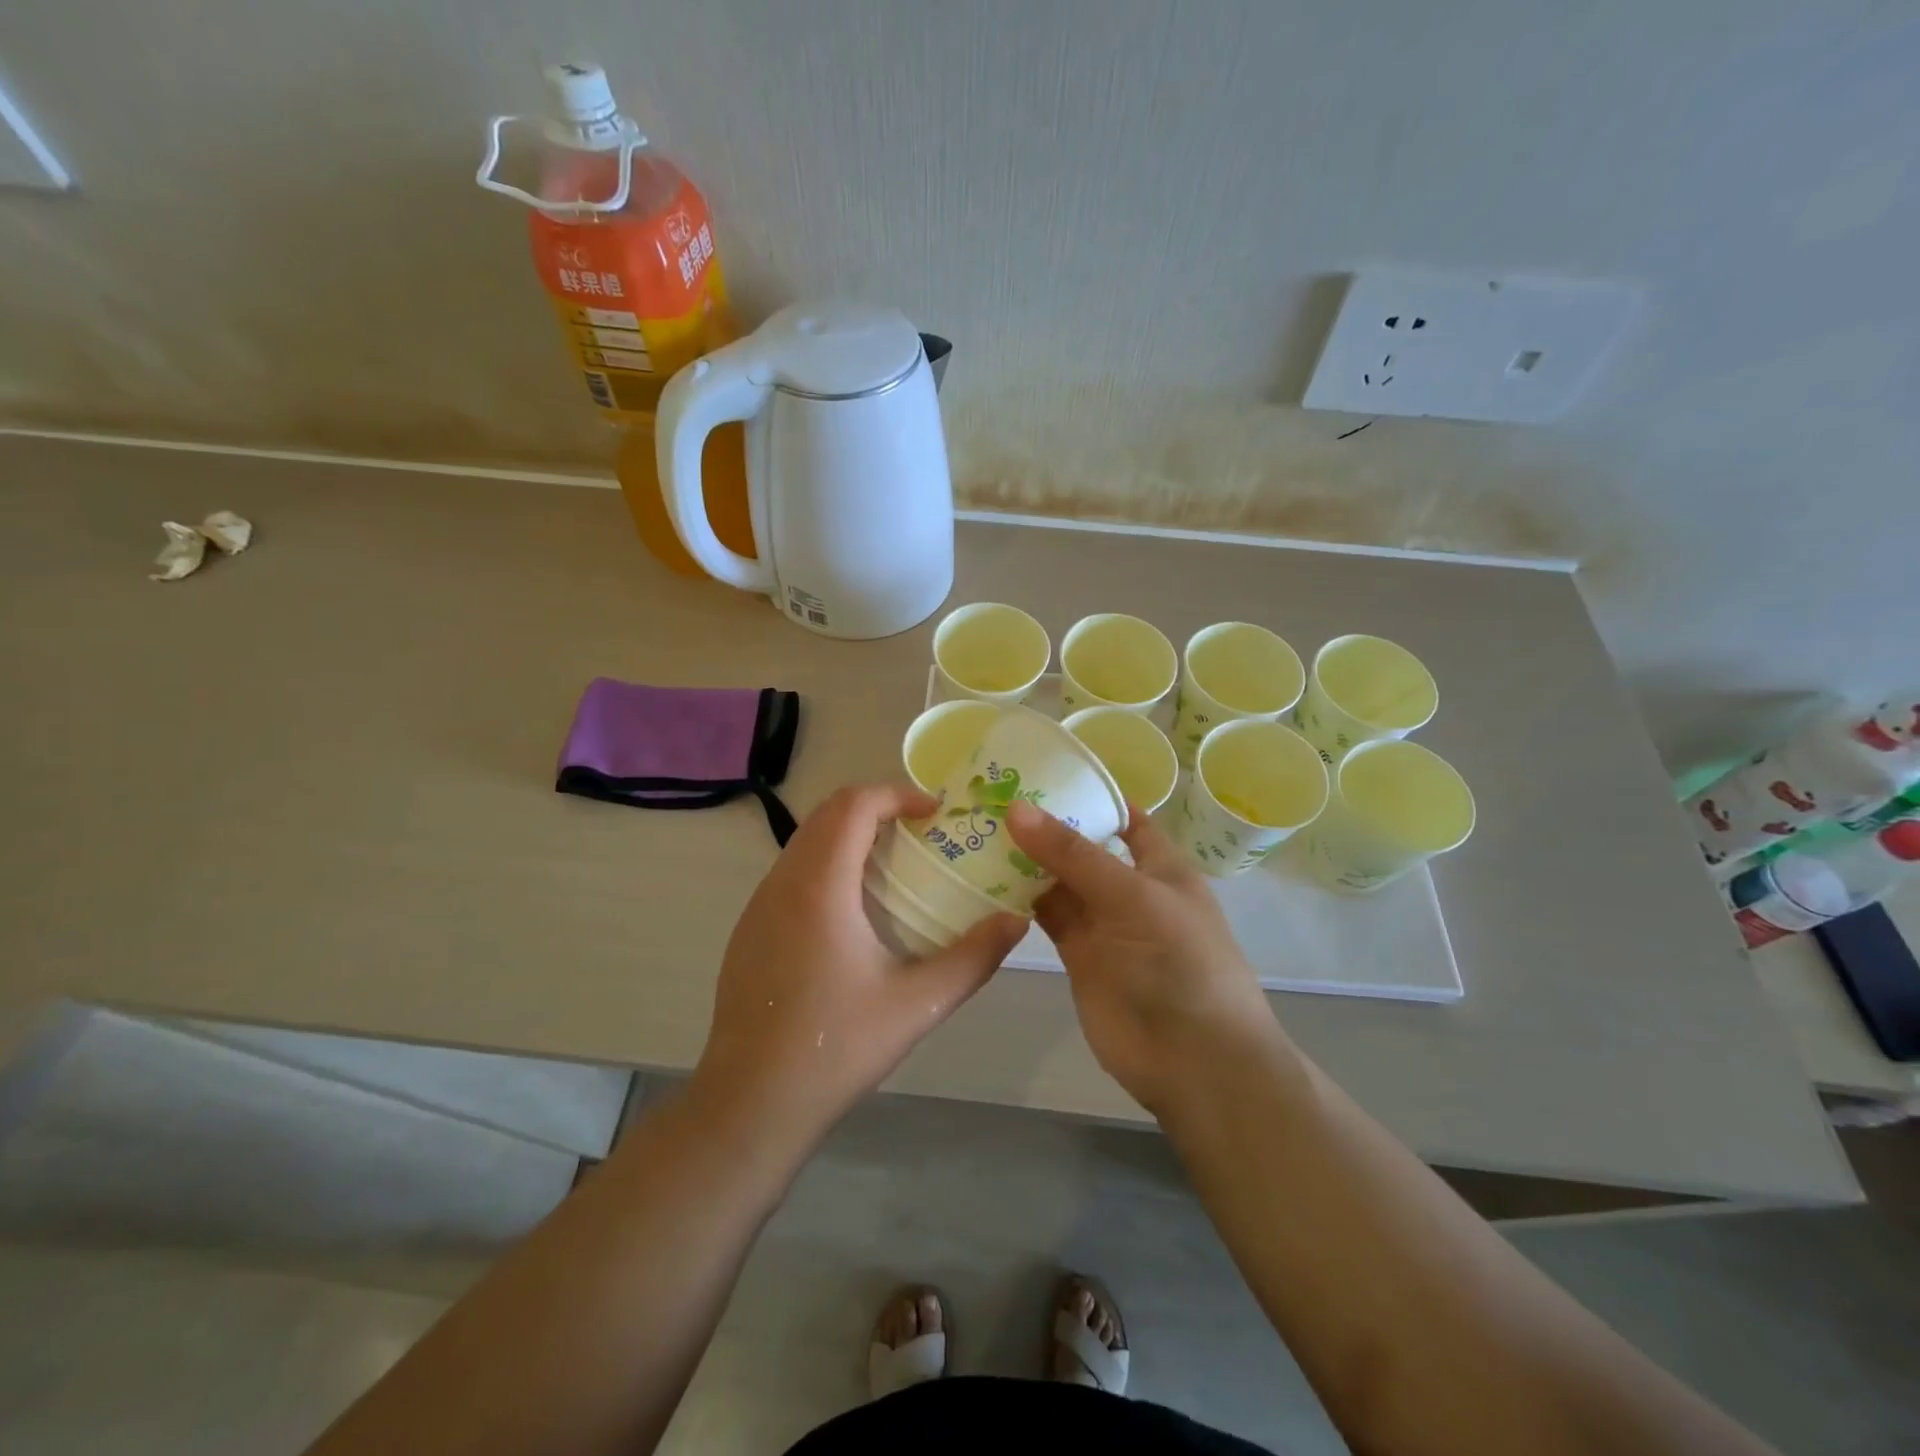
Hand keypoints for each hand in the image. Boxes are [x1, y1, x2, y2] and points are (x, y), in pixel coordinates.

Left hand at [692, 783, 1026, 1151]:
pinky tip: (853, 910)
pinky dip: (827, 862)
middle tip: (921, 832)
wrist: (750, 1104)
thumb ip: (973, 958)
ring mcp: (758, 906)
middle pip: (827, 813)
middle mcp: (782, 882)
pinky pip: (791, 871)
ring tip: (895, 864)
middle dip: (877, 807)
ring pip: (805, 840)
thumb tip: (1016, 922)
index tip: (935, 813)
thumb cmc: (835, 1048)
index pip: (854, 805)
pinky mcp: (749, 929)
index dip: (897, 794)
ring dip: (850, 834)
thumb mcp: (917, 1005)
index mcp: (820, 887)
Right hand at [1005, 800, 1280, 1114]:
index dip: (1091, 795)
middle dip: (1046, 825)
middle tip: (990, 795)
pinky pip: (1046, 916)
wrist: (1193, 1059)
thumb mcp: (1133, 896)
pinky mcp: (1078, 955)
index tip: (1042, 772)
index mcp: (1159, 866)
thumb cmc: (1180, 961)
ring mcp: (1102, 923)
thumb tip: (1017, 808)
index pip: (1125, 818)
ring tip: (978, 827)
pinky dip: (1019, 899)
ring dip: (1026, 860)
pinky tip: (984, 877)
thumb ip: (1073, 855)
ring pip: (1059, 881)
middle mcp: (1129, 888)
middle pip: (1083, 847)